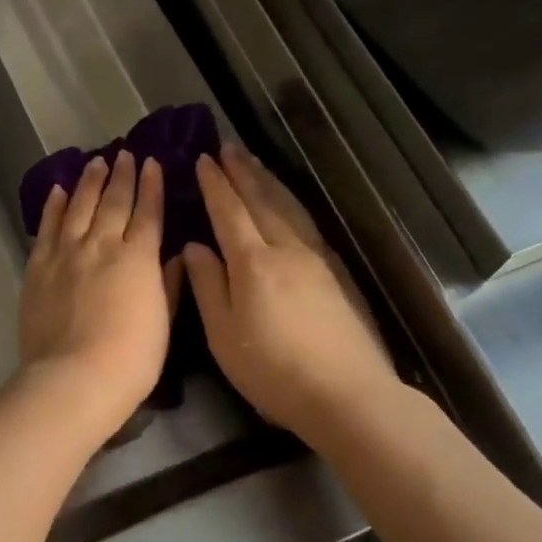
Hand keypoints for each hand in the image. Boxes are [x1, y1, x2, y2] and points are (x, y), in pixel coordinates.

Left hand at [18, 150, 172, 440]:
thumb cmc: (132, 357)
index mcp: (137, 258)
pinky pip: (46, 228)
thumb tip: (174, 255)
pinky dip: (53, 207)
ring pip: (78, 207)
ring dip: (88, 182)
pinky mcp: (38, 267)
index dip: (152, 186)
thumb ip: (168, 283)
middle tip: (124, 154)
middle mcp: (101, 245)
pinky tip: (57, 191)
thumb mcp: (163, 321)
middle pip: (113, 202)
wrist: (75, 377)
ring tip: (95, 162)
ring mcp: (66, 254)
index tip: (152, 163)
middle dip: (122, 176)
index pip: (147, 213)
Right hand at [182, 146, 398, 442]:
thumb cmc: (273, 371)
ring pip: (288, 207)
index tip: (202, 159)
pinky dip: (291, 203)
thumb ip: (208, 287)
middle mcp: (286, 250)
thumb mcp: (224, 336)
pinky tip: (289, 204)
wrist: (347, 395)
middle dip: (242, 172)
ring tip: (254, 162)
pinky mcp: (336, 273)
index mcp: (254, 263)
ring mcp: (316, 259)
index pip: (229, 212)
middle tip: (227, 146)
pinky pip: (306, 222)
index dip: (214, 185)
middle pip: (262, 200)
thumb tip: (194, 247)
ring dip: (268, 181)